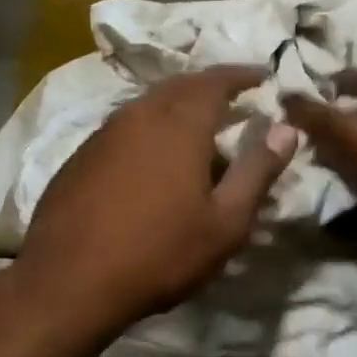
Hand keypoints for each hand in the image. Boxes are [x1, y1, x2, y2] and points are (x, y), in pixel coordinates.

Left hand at [17, 66, 298, 329]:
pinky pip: (124, 127)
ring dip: (177, 106)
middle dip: (210, 86)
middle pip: (180, 85)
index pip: (216, 81)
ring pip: (148, 104)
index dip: (242, 75)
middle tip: (233, 98)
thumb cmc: (159, 253)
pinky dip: (149, 128)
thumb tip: (287, 129)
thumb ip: (257, 171)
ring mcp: (104, 133)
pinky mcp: (80, 156)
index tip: (263, 75)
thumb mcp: (225, 222)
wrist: (69, 282)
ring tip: (198, 126)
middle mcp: (139, 115)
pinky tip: (152, 156)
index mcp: (179, 123)